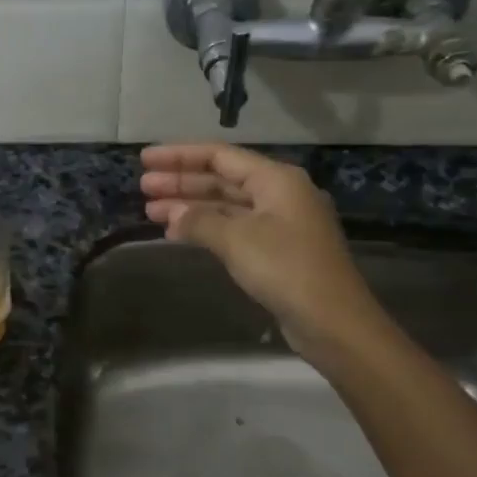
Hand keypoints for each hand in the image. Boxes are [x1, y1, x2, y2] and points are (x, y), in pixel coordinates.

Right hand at [139, 143, 393, 360]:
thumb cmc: (286, 269)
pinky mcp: (276, 249)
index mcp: (275, 179)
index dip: (179, 156)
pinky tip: (178, 234)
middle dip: (181, 181)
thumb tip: (172, 214)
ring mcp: (279, 223)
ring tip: (151, 211)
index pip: (219, 156)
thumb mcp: (237, 239)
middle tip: (143, 187)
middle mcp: (279, 194)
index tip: (145, 160)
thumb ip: (199, 220)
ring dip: (189, 206)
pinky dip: (205, 227)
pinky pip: (232, 227)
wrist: (332, 321)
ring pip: (225, 205)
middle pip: (221, 178)